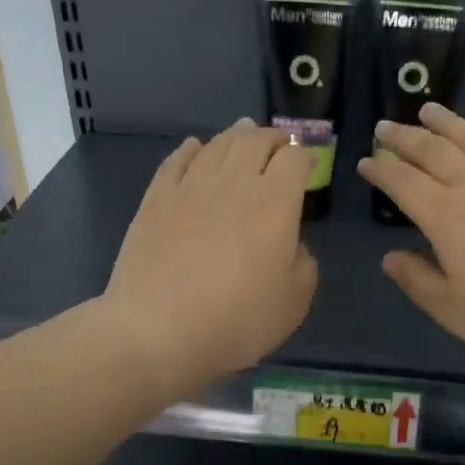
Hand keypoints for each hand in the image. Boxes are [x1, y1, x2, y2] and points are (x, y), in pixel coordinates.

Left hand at [104, 120, 317, 393]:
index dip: (306, 157)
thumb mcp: (294, 303)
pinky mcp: (156, 199)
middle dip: (274, 138)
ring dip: (236, 136)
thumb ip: (303, 263)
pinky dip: (191, 149)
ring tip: (244, 133)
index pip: (296, 159)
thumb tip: (291, 243)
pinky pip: (177, 160)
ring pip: (217, 145)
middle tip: (280, 143)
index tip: (308, 167)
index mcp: (275, 203)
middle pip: (256, 141)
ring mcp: (190, 187)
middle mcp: (234, 183)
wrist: (158, 331)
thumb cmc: (236, 322)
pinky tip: (195, 147)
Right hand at [356, 104, 464, 369]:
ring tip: (429, 110)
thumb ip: (417, 281)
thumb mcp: (453, 311)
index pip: (403, 183)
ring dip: (447, 124)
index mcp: (447, 217)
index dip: (381, 170)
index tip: (365, 160)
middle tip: (385, 126)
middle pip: (434, 152)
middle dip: (405, 137)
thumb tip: (391, 257)